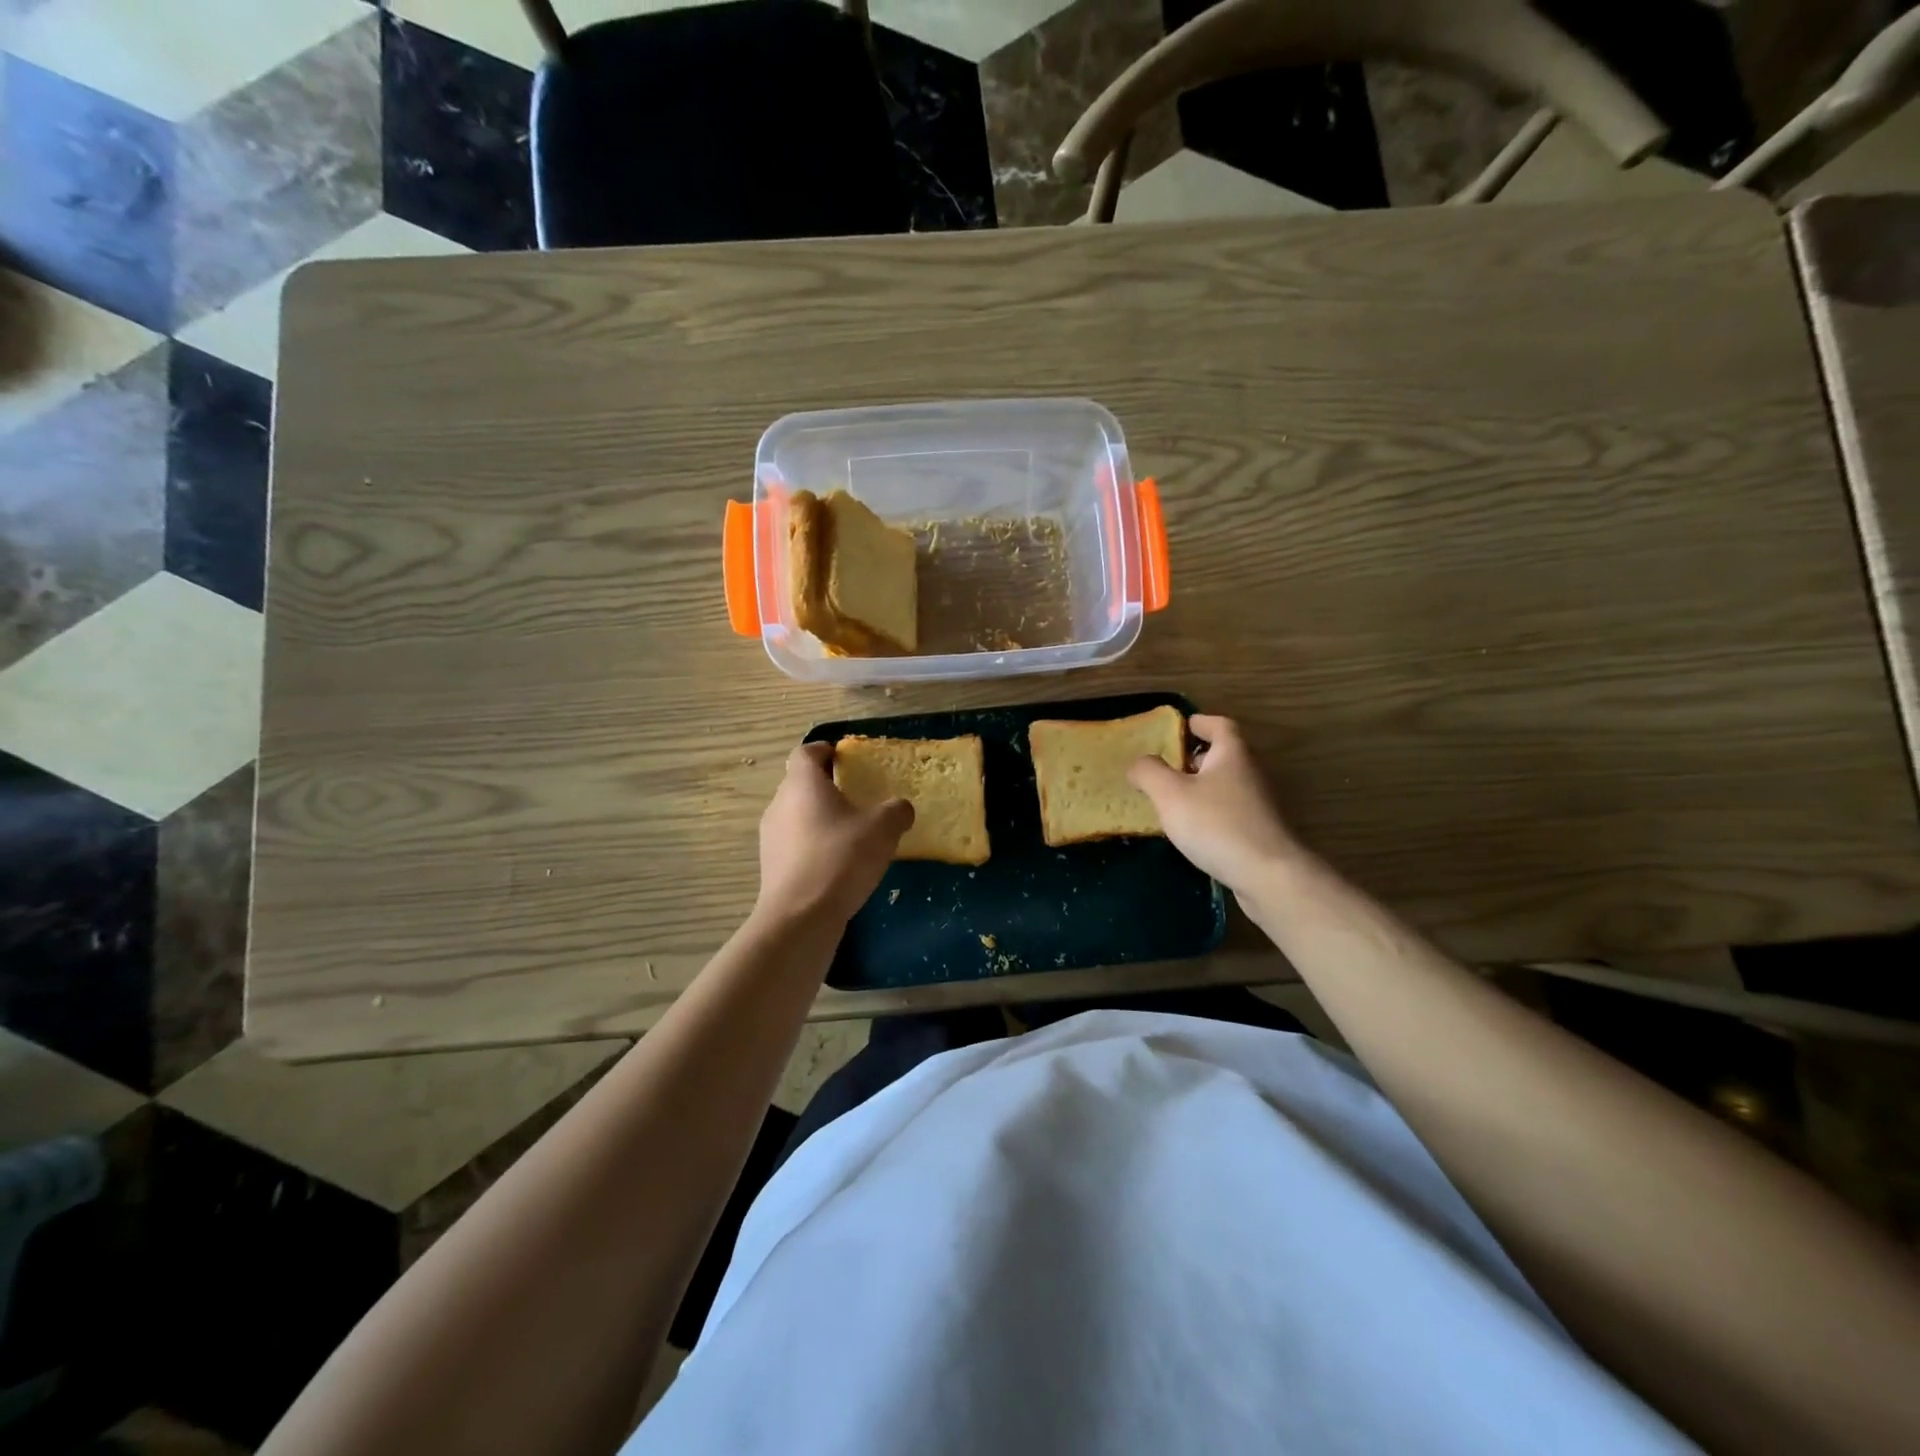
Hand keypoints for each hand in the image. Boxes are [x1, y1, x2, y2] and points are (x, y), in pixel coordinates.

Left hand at [756, 743, 913, 925]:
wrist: (800, 917)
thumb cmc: (840, 859)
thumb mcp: (882, 829)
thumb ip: (895, 811)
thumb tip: (900, 808)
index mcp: (802, 784)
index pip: (806, 752)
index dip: (825, 750)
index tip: (846, 759)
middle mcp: (779, 803)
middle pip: (800, 783)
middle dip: (827, 787)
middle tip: (857, 797)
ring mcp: (770, 836)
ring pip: (796, 815)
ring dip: (820, 818)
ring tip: (850, 834)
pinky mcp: (771, 866)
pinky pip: (794, 843)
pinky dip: (813, 845)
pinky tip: (837, 864)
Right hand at [1128, 715, 1303, 896]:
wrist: (1267, 875)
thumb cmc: (1216, 824)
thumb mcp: (1170, 794)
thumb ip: (1149, 772)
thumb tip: (1140, 763)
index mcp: (1232, 753)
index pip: (1219, 725)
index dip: (1200, 722)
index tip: (1181, 727)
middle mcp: (1249, 772)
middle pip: (1222, 755)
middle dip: (1195, 757)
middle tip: (1165, 765)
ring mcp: (1258, 804)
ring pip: (1225, 785)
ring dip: (1200, 787)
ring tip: (1171, 800)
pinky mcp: (1258, 831)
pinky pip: (1229, 810)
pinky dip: (1209, 811)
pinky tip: (1192, 830)